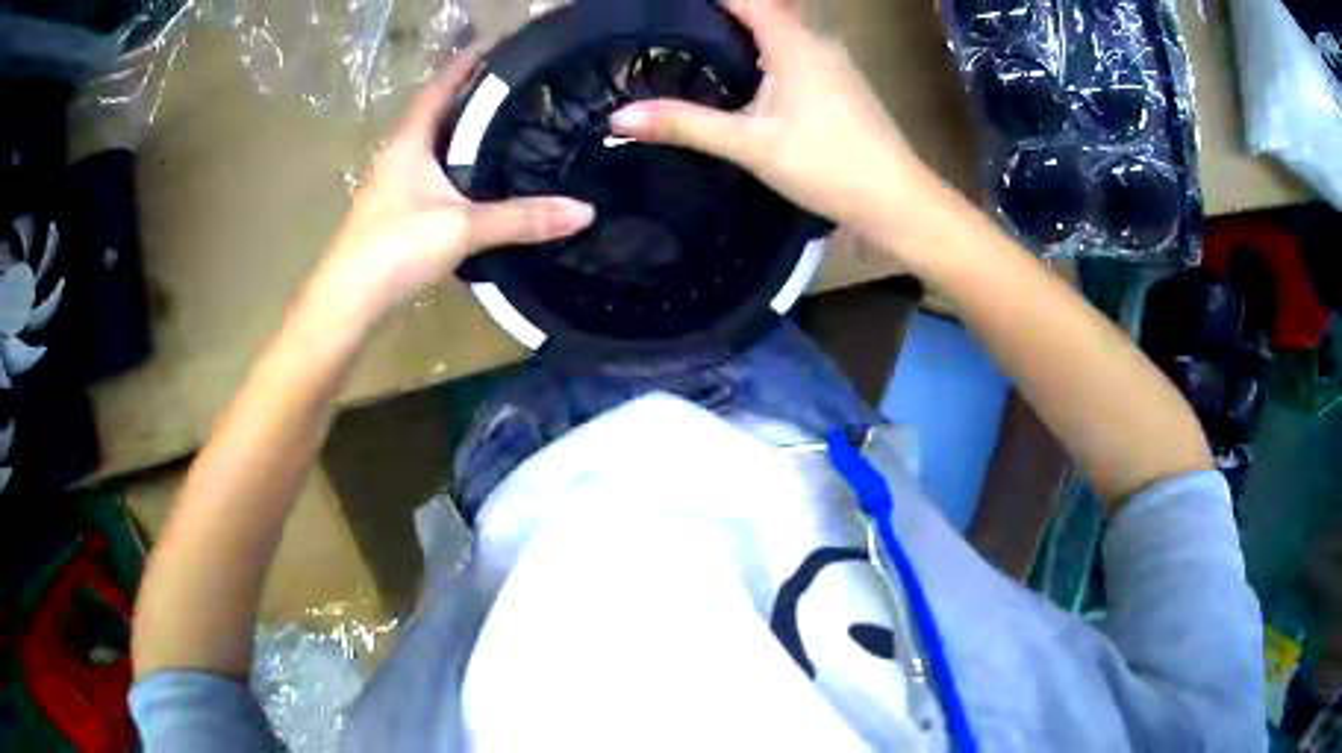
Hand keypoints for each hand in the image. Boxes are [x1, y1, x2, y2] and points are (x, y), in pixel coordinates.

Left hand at [309, 47, 593, 327]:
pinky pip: (439, 174)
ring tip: (513, 120)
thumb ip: (521, 219)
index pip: (441, 85)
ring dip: (468, 130)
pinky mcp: (401, 212)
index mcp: (410, 141)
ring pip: (439, 145)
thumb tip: (584, 211)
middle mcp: (401, 155)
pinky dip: (463, 165)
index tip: (502, 42)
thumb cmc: (394, 250)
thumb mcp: (461, 227)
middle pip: (441, 111)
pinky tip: (487, 176)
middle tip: (522, 82)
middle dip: (476, 92)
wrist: (348, 303)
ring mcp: (398, 185)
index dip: (469, 60)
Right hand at [610, 0, 932, 232]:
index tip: (671, 7)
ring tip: (699, 48)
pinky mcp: (844, 88)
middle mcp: (818, 43)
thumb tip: (619, 117)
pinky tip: (747, 80)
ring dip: (747, 35)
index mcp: (794, 43)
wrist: (897, 201)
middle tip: (677, 31)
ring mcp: (836, 65)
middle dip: (724, 15)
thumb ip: (687, 125)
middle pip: (766, 12)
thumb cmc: (827, 164)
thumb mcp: (751, 145)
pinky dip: (767, 56)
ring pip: (784, 35)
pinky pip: (798, 55)